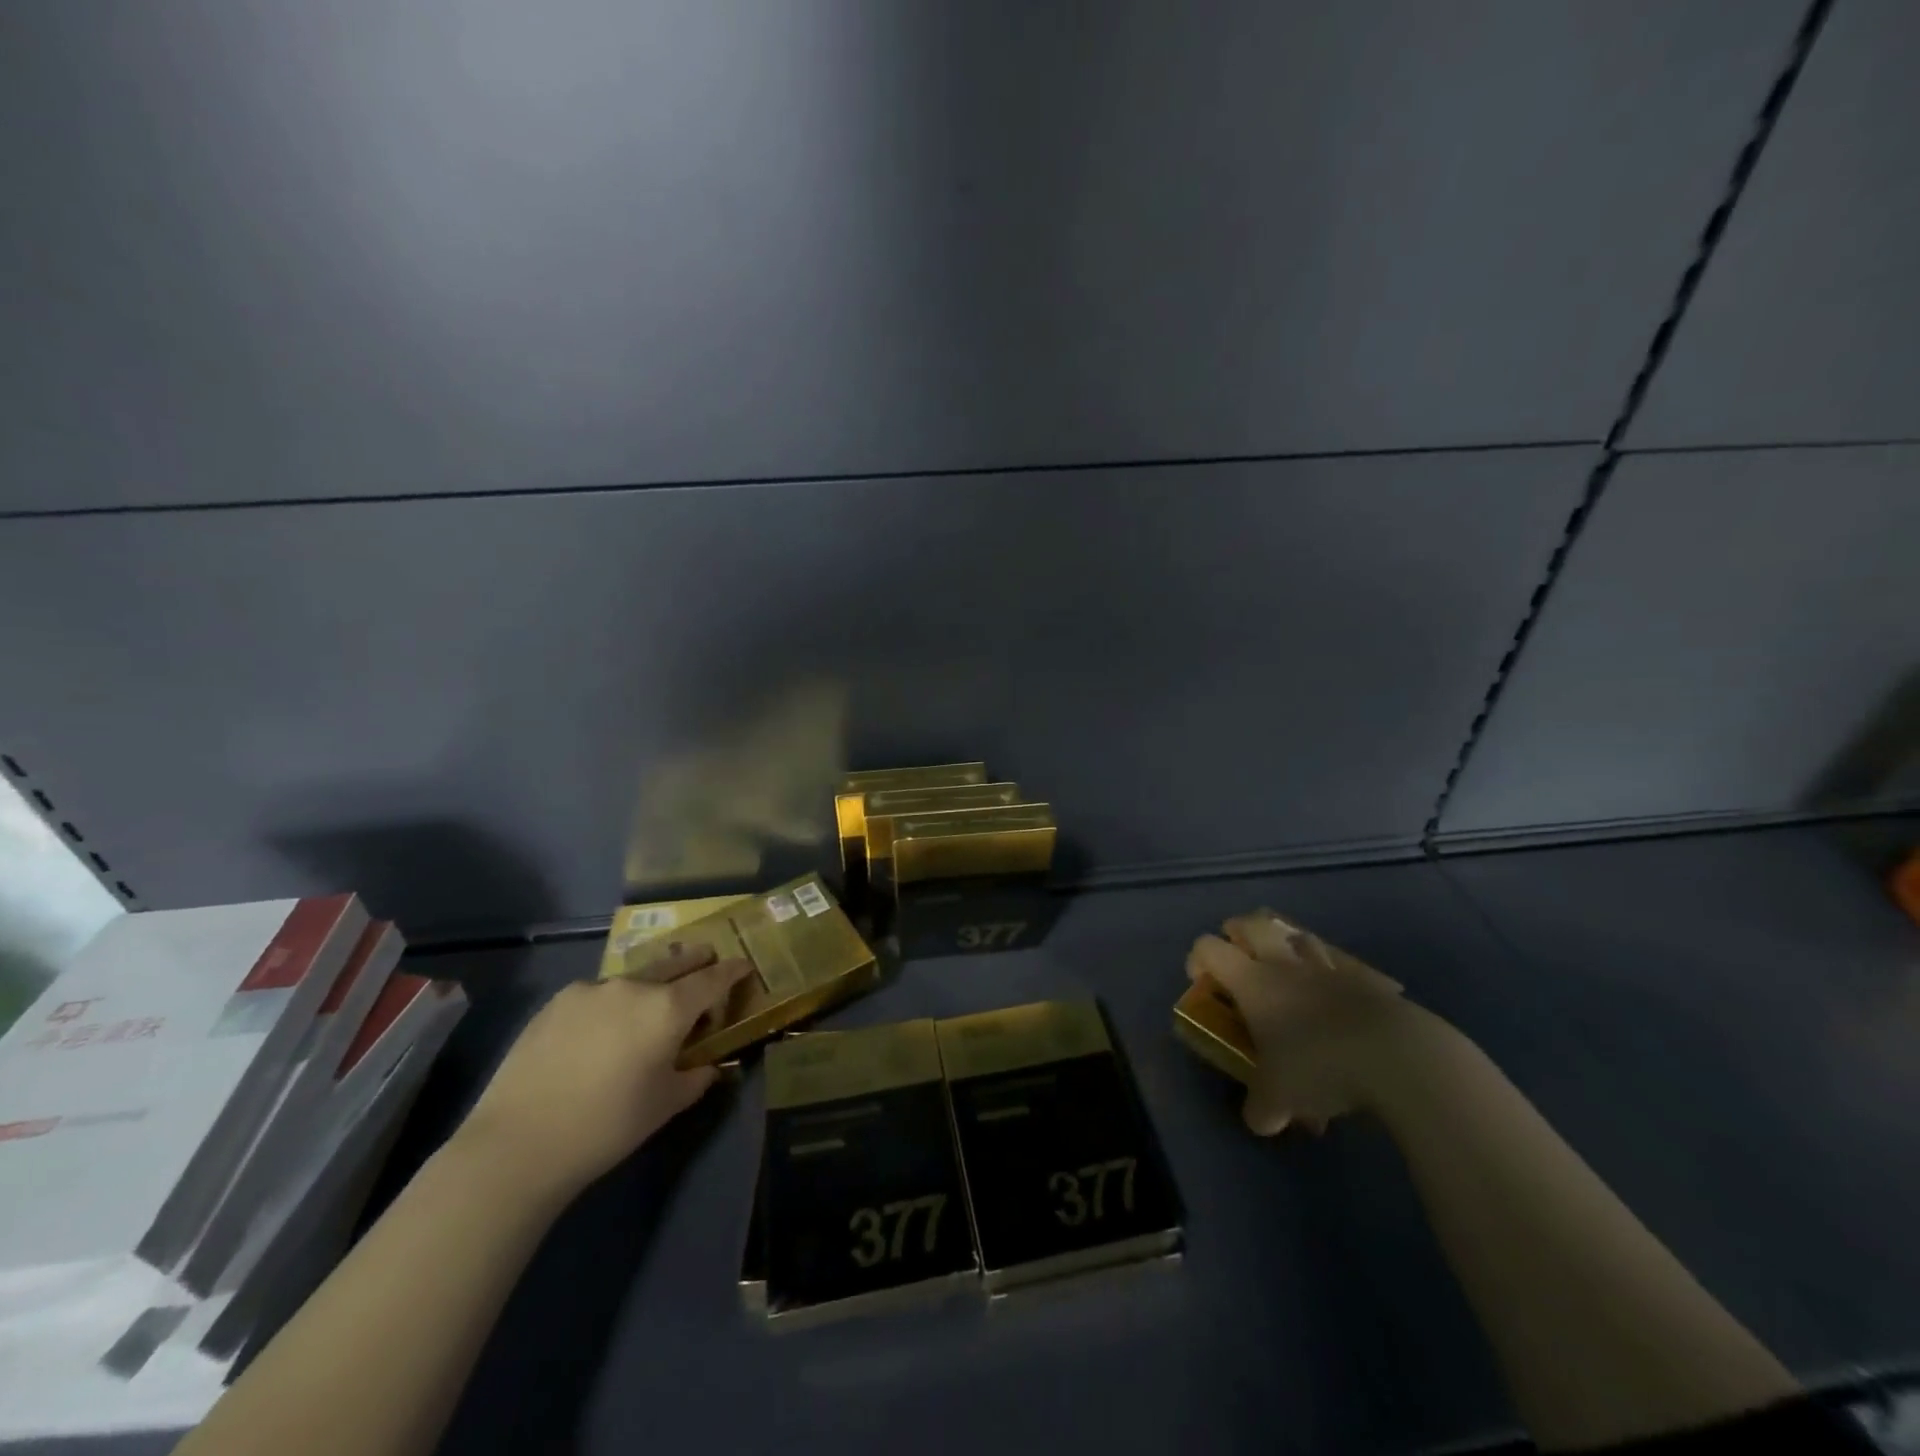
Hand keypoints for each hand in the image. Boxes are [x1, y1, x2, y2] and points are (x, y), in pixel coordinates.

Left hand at [457, 946, 754, 1197]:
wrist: (519, 1144)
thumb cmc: (607, 1126)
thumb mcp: (665, 1105)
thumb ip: (696, 1077)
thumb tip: (708, 1064)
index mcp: (668, 1008)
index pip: (712, 979)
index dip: (732, 971)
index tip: (744, 965)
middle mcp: (634, 986)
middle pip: (674, 963)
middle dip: (695, 961)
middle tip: (707, 960)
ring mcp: (591, 989)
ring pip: (633, 979)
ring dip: (649, 985)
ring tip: (647, 1005)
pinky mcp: (557, 1002)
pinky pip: (597, 994)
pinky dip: (611, 1003)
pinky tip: (599, 1030)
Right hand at [1186, 910, 1413, 1136]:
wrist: (1397, 1055)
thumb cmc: (1320, 1066)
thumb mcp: (1279, 1098)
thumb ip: (1261, 1108)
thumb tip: (1259, 1120)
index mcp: (1252, 981)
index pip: (1209, 947)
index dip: (1198, 958)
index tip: (1204, 982)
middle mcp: (1284, 963)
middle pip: (1251, 924)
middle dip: (1239, 933)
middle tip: (1239, 957)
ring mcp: (1327, 966)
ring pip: (1299, 935)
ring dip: (1288, 945)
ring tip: (1289, 972)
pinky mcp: (1366, 978)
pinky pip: (1341, 963)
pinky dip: (1333, 972)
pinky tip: (1338, 996)